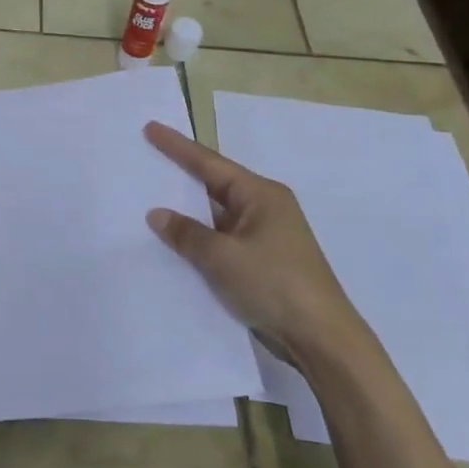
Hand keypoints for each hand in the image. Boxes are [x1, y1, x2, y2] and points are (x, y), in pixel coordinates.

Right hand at [142, 121, 363, 364]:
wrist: (321, 339)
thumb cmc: (274, 285)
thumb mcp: (221, 257)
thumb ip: (186, 233)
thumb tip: (157, 214)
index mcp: (261, 195)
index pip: (209, 163)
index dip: (177, 146)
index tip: (151, 127)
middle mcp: (265, 208)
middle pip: (214, 184)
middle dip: (181, 176)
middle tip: (147, 160)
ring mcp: (266, 236)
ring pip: (217, 215)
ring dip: (189, 212)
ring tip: (151, 200)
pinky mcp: (263, 262)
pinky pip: (222, 239)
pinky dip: (200, 238)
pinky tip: (175, 243)